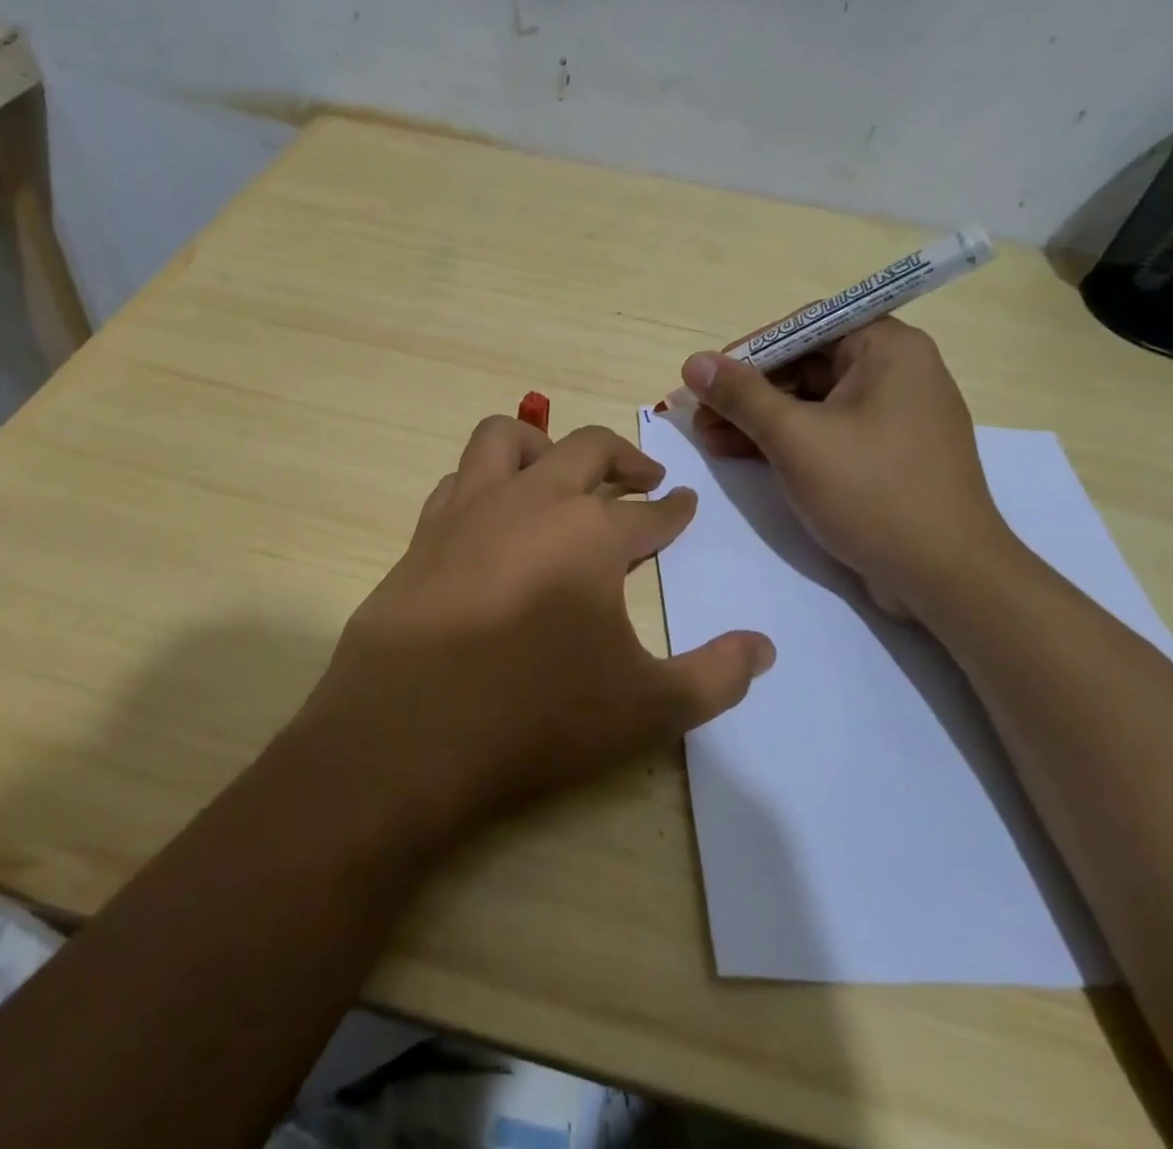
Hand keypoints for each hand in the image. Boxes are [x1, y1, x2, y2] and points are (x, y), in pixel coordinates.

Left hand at [292, 417, 773, 851]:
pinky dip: (485, 481)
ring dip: (542, 444)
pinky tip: (493, 514)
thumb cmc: (536, 715)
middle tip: (645, 478)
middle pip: (587, 449)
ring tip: (561, 474)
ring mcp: (471, 510)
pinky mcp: (425, 533)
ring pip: (506, 439)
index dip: (674, 511)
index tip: (685, 505)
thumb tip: (763, 648)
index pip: (649, 513)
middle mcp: (532, 502)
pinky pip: (459, 479)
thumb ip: (715, 677)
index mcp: (591, 533)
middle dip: (625, 457)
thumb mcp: (646, 709)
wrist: (409, 733)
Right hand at [681, 318, 1013, 617]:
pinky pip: (826, 433)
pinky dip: (784, 442)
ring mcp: (892, 417)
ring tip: (707, 438)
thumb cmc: (872, 491)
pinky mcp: (885, 456)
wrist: (946, 577)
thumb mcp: (795, 438)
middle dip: (747, 391)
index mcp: (888, 349)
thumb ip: (741, 396)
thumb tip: (694, 362)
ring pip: (811, 403)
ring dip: (758, 419)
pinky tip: (739, 454)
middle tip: (699, 415)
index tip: (708, 376)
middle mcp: (895, 372)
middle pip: (805, 365)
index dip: (750, 350)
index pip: (805, 327)